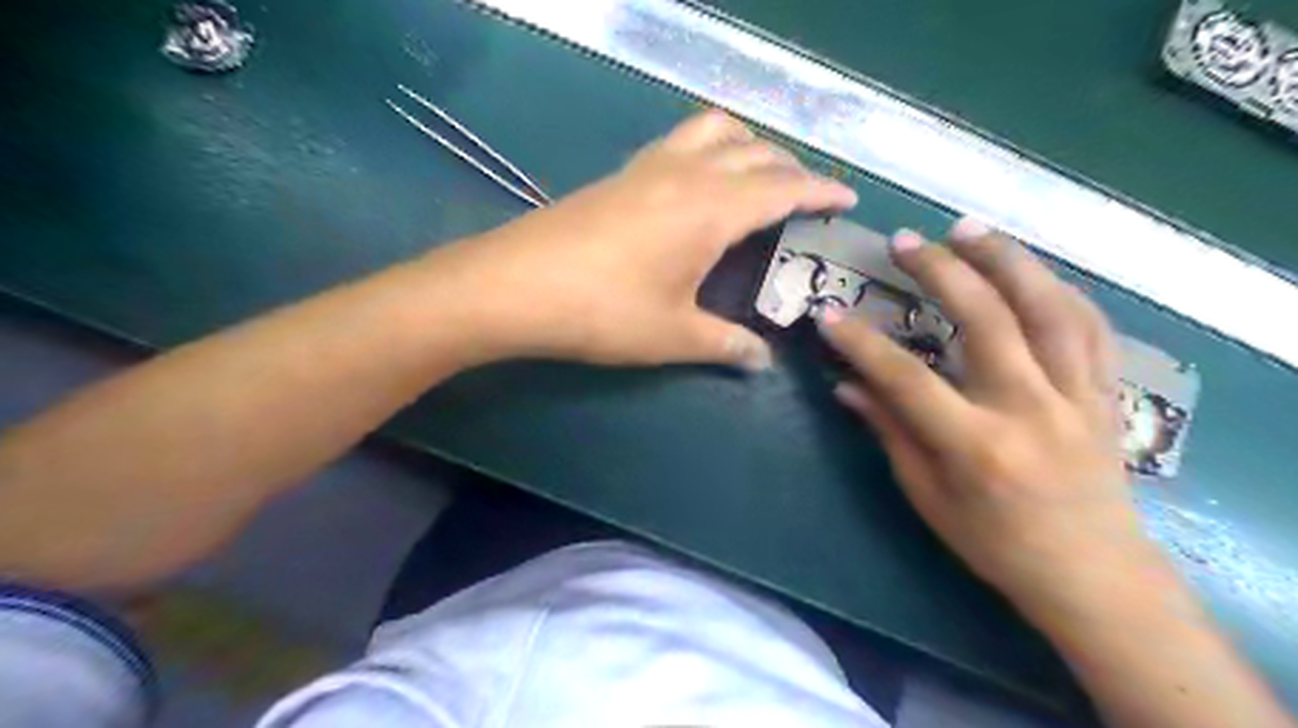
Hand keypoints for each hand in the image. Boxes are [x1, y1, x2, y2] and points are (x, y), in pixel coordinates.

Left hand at [420, 110, 859, 371]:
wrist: (515, 286)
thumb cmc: (604, 311)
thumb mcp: (675, 335)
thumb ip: (726, 344)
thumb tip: (761, 360)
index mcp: (713, 208)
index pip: (783, 187)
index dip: (820, 191)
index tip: (847, 198)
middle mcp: (688, 173)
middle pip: (756, 151)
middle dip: (790, 168)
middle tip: (807, 197)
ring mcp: (649, 166)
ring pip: (715, 130)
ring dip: (748, 145)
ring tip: (759, 176)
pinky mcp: (621, 173)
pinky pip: (681, 140)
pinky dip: (709, 147)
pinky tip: (700, 182)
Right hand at [813, 218, 1160, 614]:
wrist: (1092, 575)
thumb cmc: (995, 544)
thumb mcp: (927, 497)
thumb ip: (890, 432)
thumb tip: (847, 386)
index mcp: (977, 447)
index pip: (907, 379)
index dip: (862, 344)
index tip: (828, 314)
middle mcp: (1031, 411)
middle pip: (988, 321)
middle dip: (942, 272)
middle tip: (907, 241)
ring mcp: (1078, 397)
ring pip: (1049, 309)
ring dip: (1007, 260)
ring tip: (970, 229)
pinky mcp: (1106, 394)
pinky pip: (1089, 327)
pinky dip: (1058, 288)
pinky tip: (1030, 269)